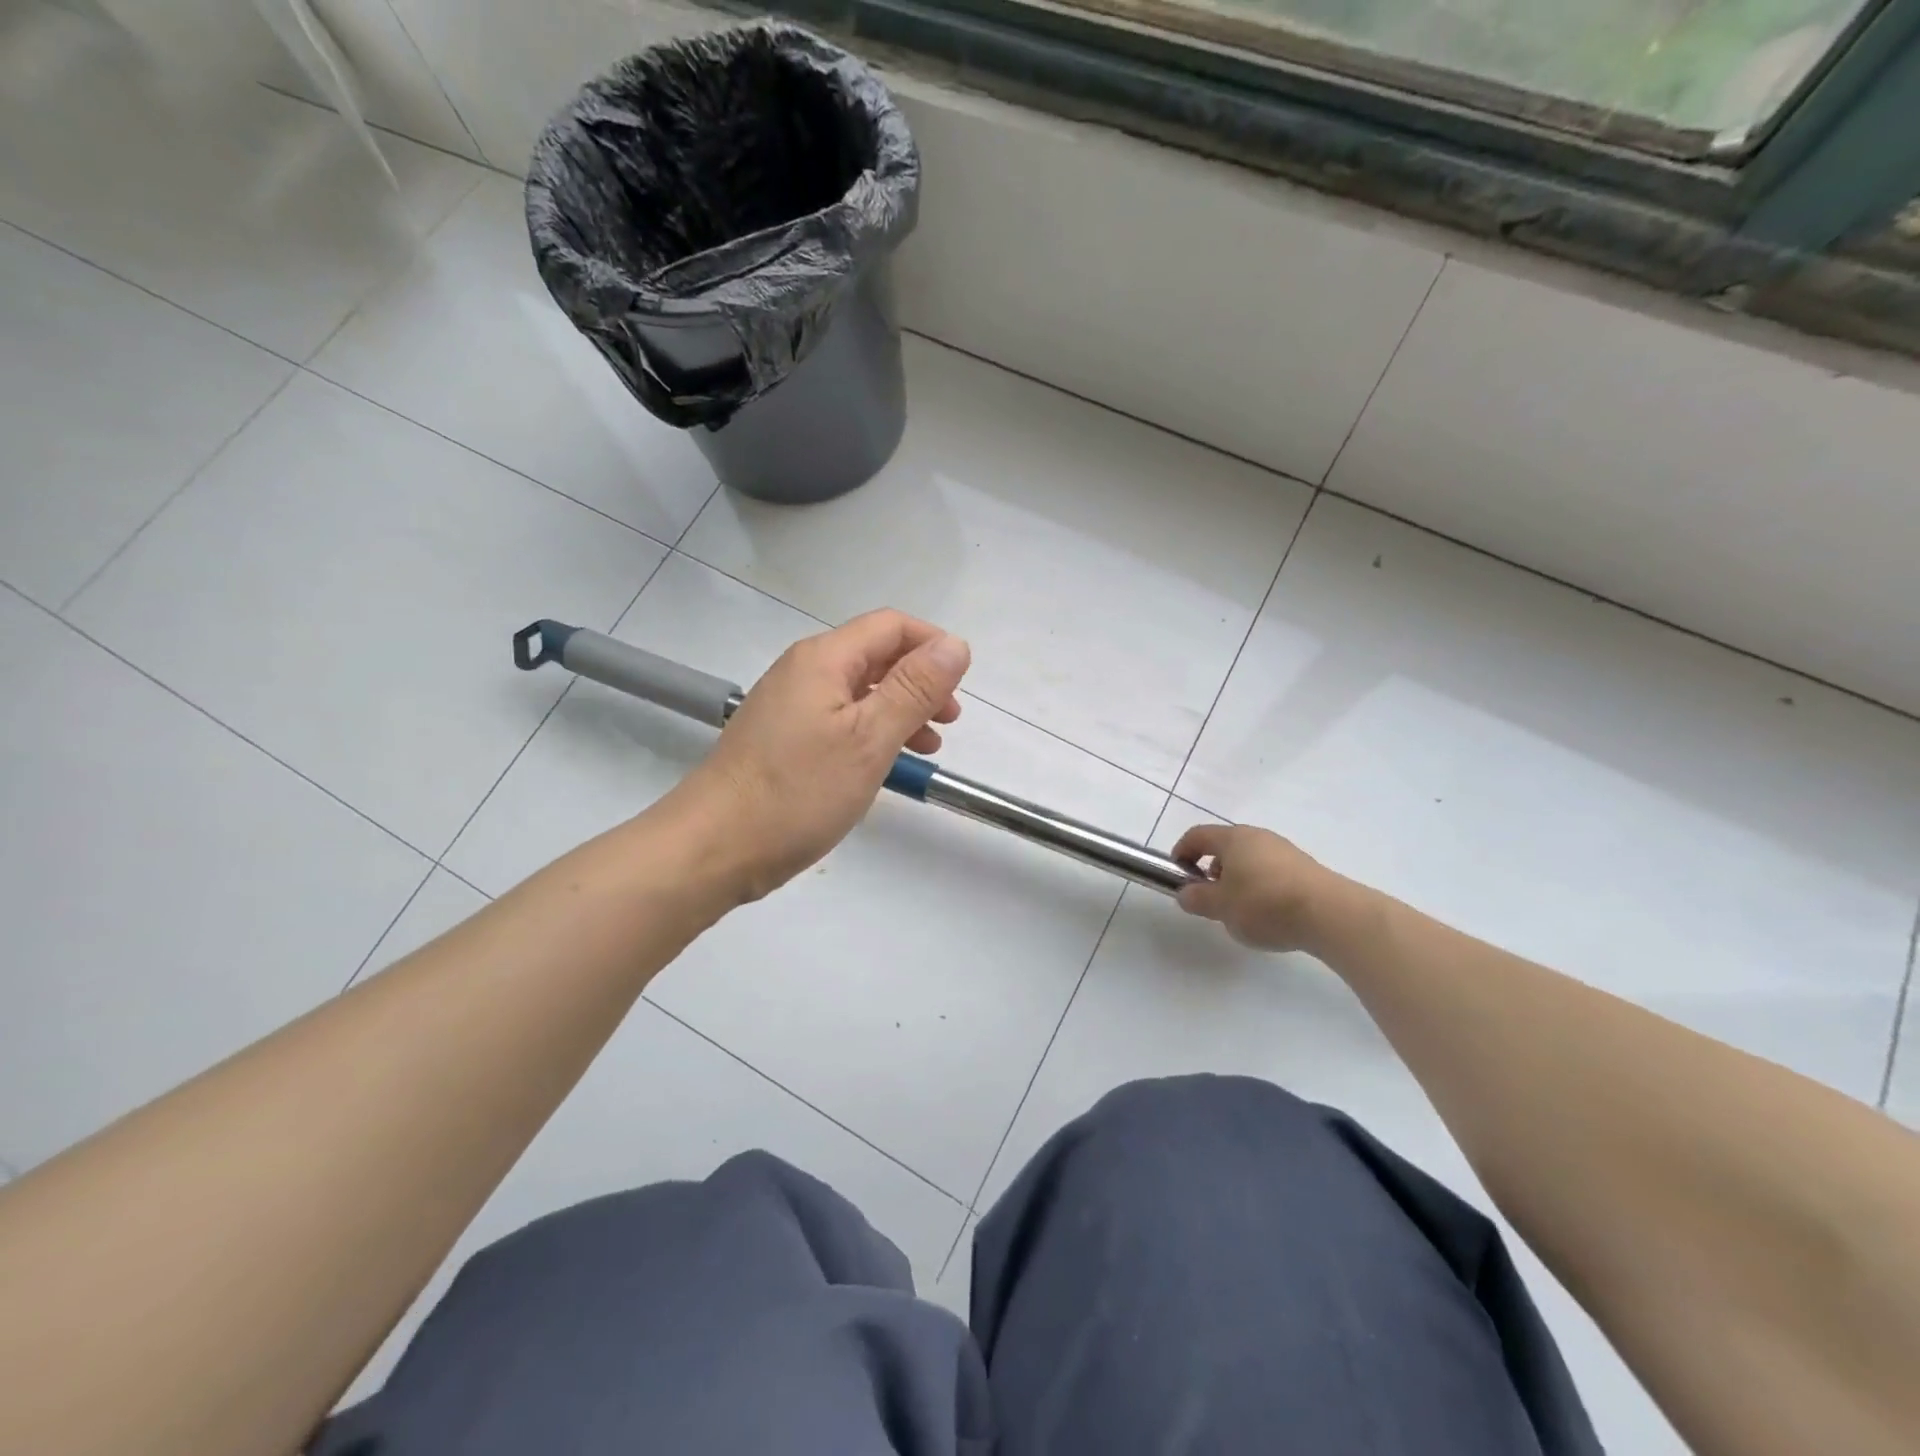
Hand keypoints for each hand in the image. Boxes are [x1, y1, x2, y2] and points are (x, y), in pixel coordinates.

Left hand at [677, 610, 970, 902]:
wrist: (714, 846)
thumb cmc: (797, 791)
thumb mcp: (869, 738)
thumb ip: (914, 689)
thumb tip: (955, 644)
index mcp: (824, 659)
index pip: (891, 626)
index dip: (933, 645)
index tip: (962, 684)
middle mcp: (803, 671)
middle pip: (875, 655)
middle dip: (920, 680)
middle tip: (950, 719)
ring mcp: (789, 706)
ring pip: (859, 691)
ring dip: (900, 709)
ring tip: (929, 746)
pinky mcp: (782, 740)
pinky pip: (839, 719)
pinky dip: (872, 732)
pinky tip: (886, 763)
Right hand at [1171, 823, 1339, 952]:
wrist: (1331, 915)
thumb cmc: (1265, 904)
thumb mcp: (1220, 907)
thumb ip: (1197, 898)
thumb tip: (1185, 893)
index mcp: (1233, 838)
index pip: (1197, 835)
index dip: (1182, 853)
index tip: (1178, 877)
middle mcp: (1258, 837)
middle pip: (1224, 847)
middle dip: (1211, 871)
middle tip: (1210, 899)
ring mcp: (1284, 851)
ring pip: (1249, 860)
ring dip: (1237, 880)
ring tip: (1241, 912)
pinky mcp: (1305, 869)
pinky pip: (1271, 872)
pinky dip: (1260, 887)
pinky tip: (1268, 914)